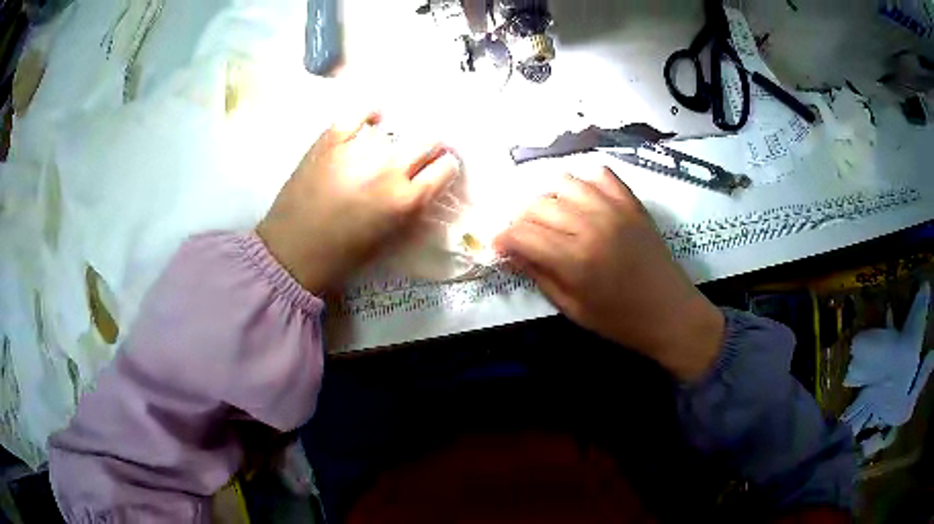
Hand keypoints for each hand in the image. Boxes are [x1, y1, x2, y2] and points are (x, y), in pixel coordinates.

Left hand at [257, 110, 459, 293]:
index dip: (445, 166)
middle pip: (428, 139)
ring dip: (398, 137)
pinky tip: (373, 118)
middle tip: (419, 153)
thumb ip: (413, 208)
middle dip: (429, 146)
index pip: (446, 167)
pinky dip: (368, 114)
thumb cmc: (343, 255)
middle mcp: (389, 169)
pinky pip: (357, 114)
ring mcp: (358, 150)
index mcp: (406, 199)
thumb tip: (424, 182)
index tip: (439, 167)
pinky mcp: (330, 140)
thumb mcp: (390, 239)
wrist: (293, 252)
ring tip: (388, 145)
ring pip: (395, 128)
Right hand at [494, 167, 724, 380]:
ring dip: (550, 198)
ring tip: (553, 218)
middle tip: (525, 236)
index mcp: (575, 260)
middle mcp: (591, 225)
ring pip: (565, 183)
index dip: (503, 238)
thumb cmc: (619, 320)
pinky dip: (585, 183)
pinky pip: (601, 176)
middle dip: (522, 219)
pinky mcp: (632, 203)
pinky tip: (583, 202)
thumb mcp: (572, 308)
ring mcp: (615, 209)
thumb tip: (510, 253)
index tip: (499, 246)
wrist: (670, 313)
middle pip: (539, 205)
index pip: (522, 233)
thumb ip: (539, 275)